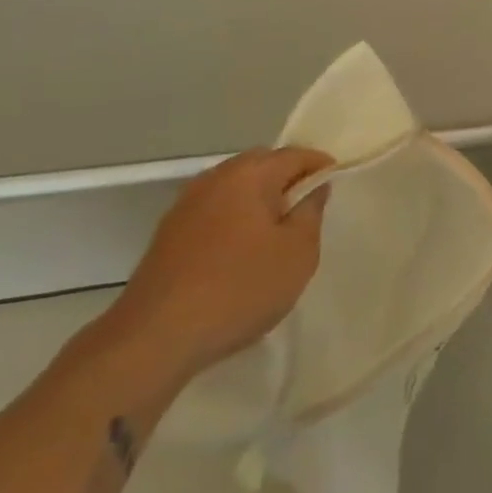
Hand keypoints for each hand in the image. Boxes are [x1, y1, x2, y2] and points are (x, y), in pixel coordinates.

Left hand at [104, 147, 332, 383]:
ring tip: (277, 232)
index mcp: (249, 174)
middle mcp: (214, 178)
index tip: (336, 183)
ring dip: (258, 200)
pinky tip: (241, 251)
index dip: (320, 165)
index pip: (295, 154)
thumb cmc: (239, 288)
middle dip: (287, 178)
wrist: (155, 338)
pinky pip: (214, 211)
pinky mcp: (168, 233)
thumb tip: (314, 187)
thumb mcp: (297, 253)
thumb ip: (311, 213)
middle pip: (261, 165)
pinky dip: (234, 219)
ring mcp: (186, 204)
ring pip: (235, 188)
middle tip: (309, 208)